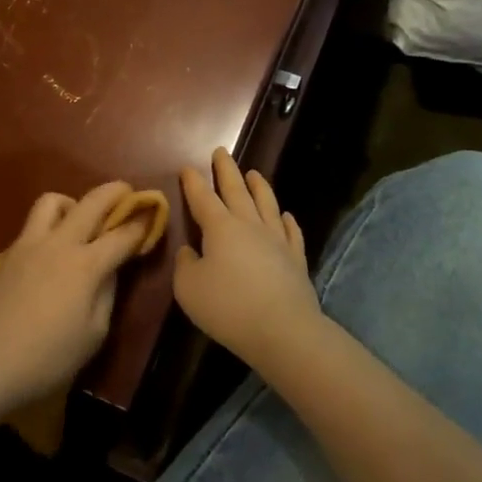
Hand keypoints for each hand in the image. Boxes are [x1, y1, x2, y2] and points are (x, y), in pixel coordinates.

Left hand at [0, 182, 152, 408]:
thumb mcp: (94, 334)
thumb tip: (109, 270)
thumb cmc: (47, 357)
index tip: (153, 213)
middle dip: (113, 192)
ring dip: (73, 202)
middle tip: (126, 193)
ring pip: (52, 201)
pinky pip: (33, 224)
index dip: (141, 222)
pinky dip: (50, 225)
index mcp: (85, 265)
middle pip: (90, 202)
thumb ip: (107, 294)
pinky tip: (52, 249)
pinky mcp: (8, 254)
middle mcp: (59, 244)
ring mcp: (29, 244)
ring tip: (80, 222)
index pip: (121, 235)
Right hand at [174, 150, 320, 367]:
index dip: (193, 182)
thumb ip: (185, 265)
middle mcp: (249, 225)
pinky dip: (286, 220)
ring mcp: (276, 239)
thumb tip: (189, 251)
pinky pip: (291, 232)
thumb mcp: (188, 289)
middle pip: (236, 190)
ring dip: (258, 186)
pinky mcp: (296, 258)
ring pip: (267, 203)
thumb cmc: (228, 307)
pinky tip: (285, 215)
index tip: (187, 167)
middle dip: (226, 170)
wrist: (283, 329)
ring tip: (254, 173)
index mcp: (220, 227)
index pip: (202, 198)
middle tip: (221, 151)